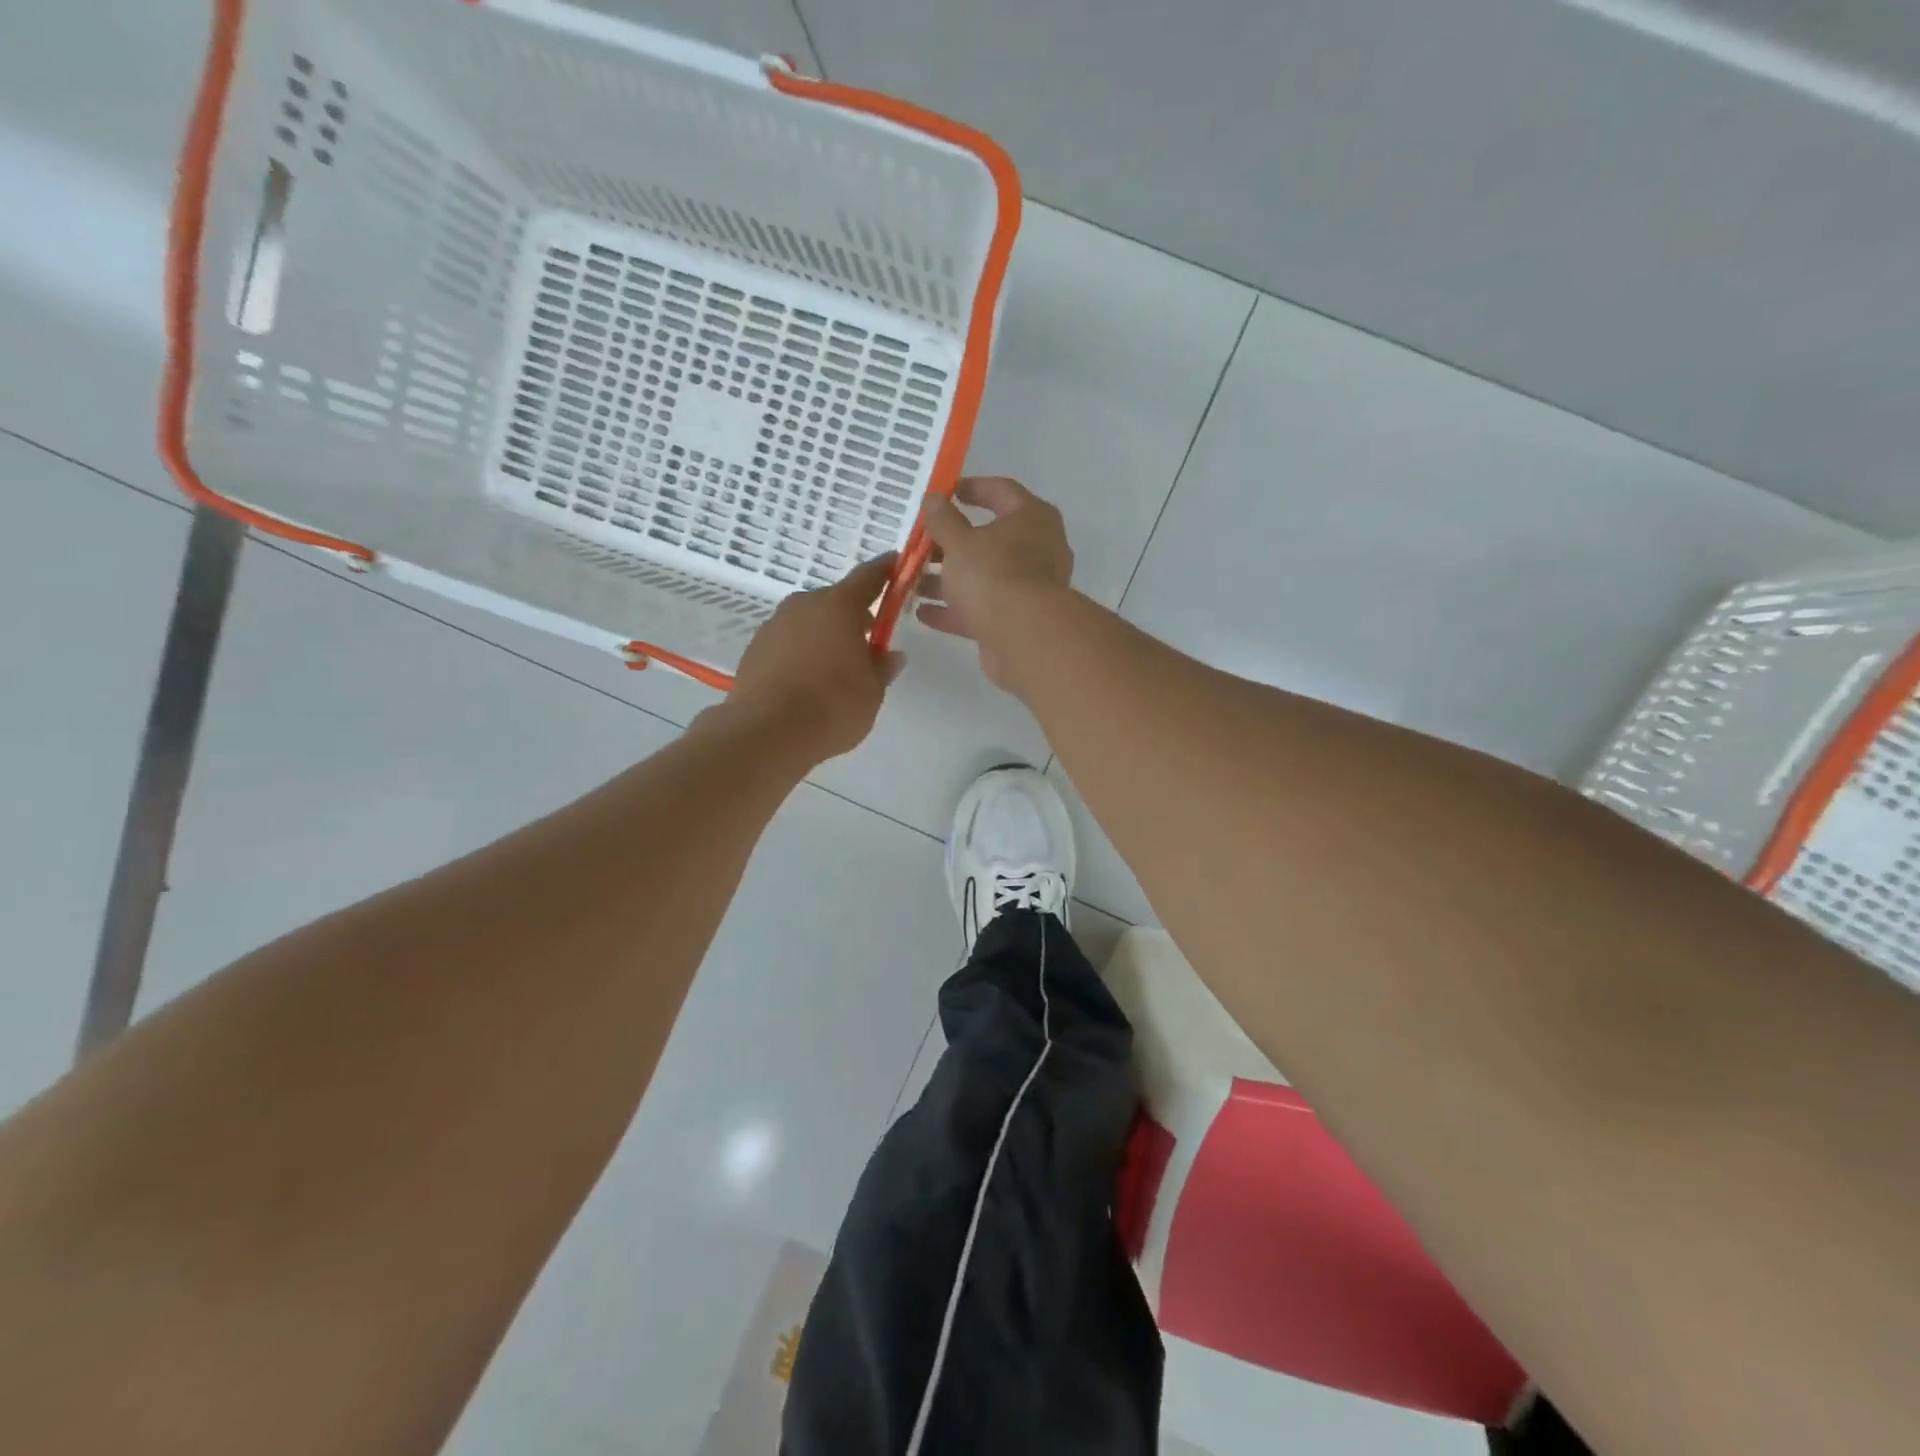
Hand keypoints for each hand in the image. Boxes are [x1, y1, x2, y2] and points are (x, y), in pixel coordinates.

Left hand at [721, 554, 904, 762]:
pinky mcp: (754, 650)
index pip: (869, 576)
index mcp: (839, 606)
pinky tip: (809, 683)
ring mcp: (774, 626)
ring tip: (836, 670)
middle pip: (835, 602)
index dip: (886, 570)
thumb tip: (890, 655)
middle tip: (869, 643)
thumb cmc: (832, 706)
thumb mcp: (872, 692)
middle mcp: (804, 605)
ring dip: (825, 636)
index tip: (896, 565)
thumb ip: (882, 668)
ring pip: (809, 623)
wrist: (766, 733)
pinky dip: (802, 654)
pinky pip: (788, 643)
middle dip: (853, 617)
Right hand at [916, 477, 1073, 690]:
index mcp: (1032, 518)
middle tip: (919, 544)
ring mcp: (1029, 588)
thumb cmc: (993, 575)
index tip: (944, 493)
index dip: (972, 488)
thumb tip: (934, 499)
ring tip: (912, 581)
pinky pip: (982, 609)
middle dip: (951, 543)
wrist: (1025, 639)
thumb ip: (942, 520)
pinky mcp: (1018, 621)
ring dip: (948, 580)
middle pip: (990, 539)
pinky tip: (922, 613)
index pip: (1002, 491)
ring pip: (983, 577)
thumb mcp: (959, 542)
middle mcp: (1038, 549)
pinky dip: (955, 610)